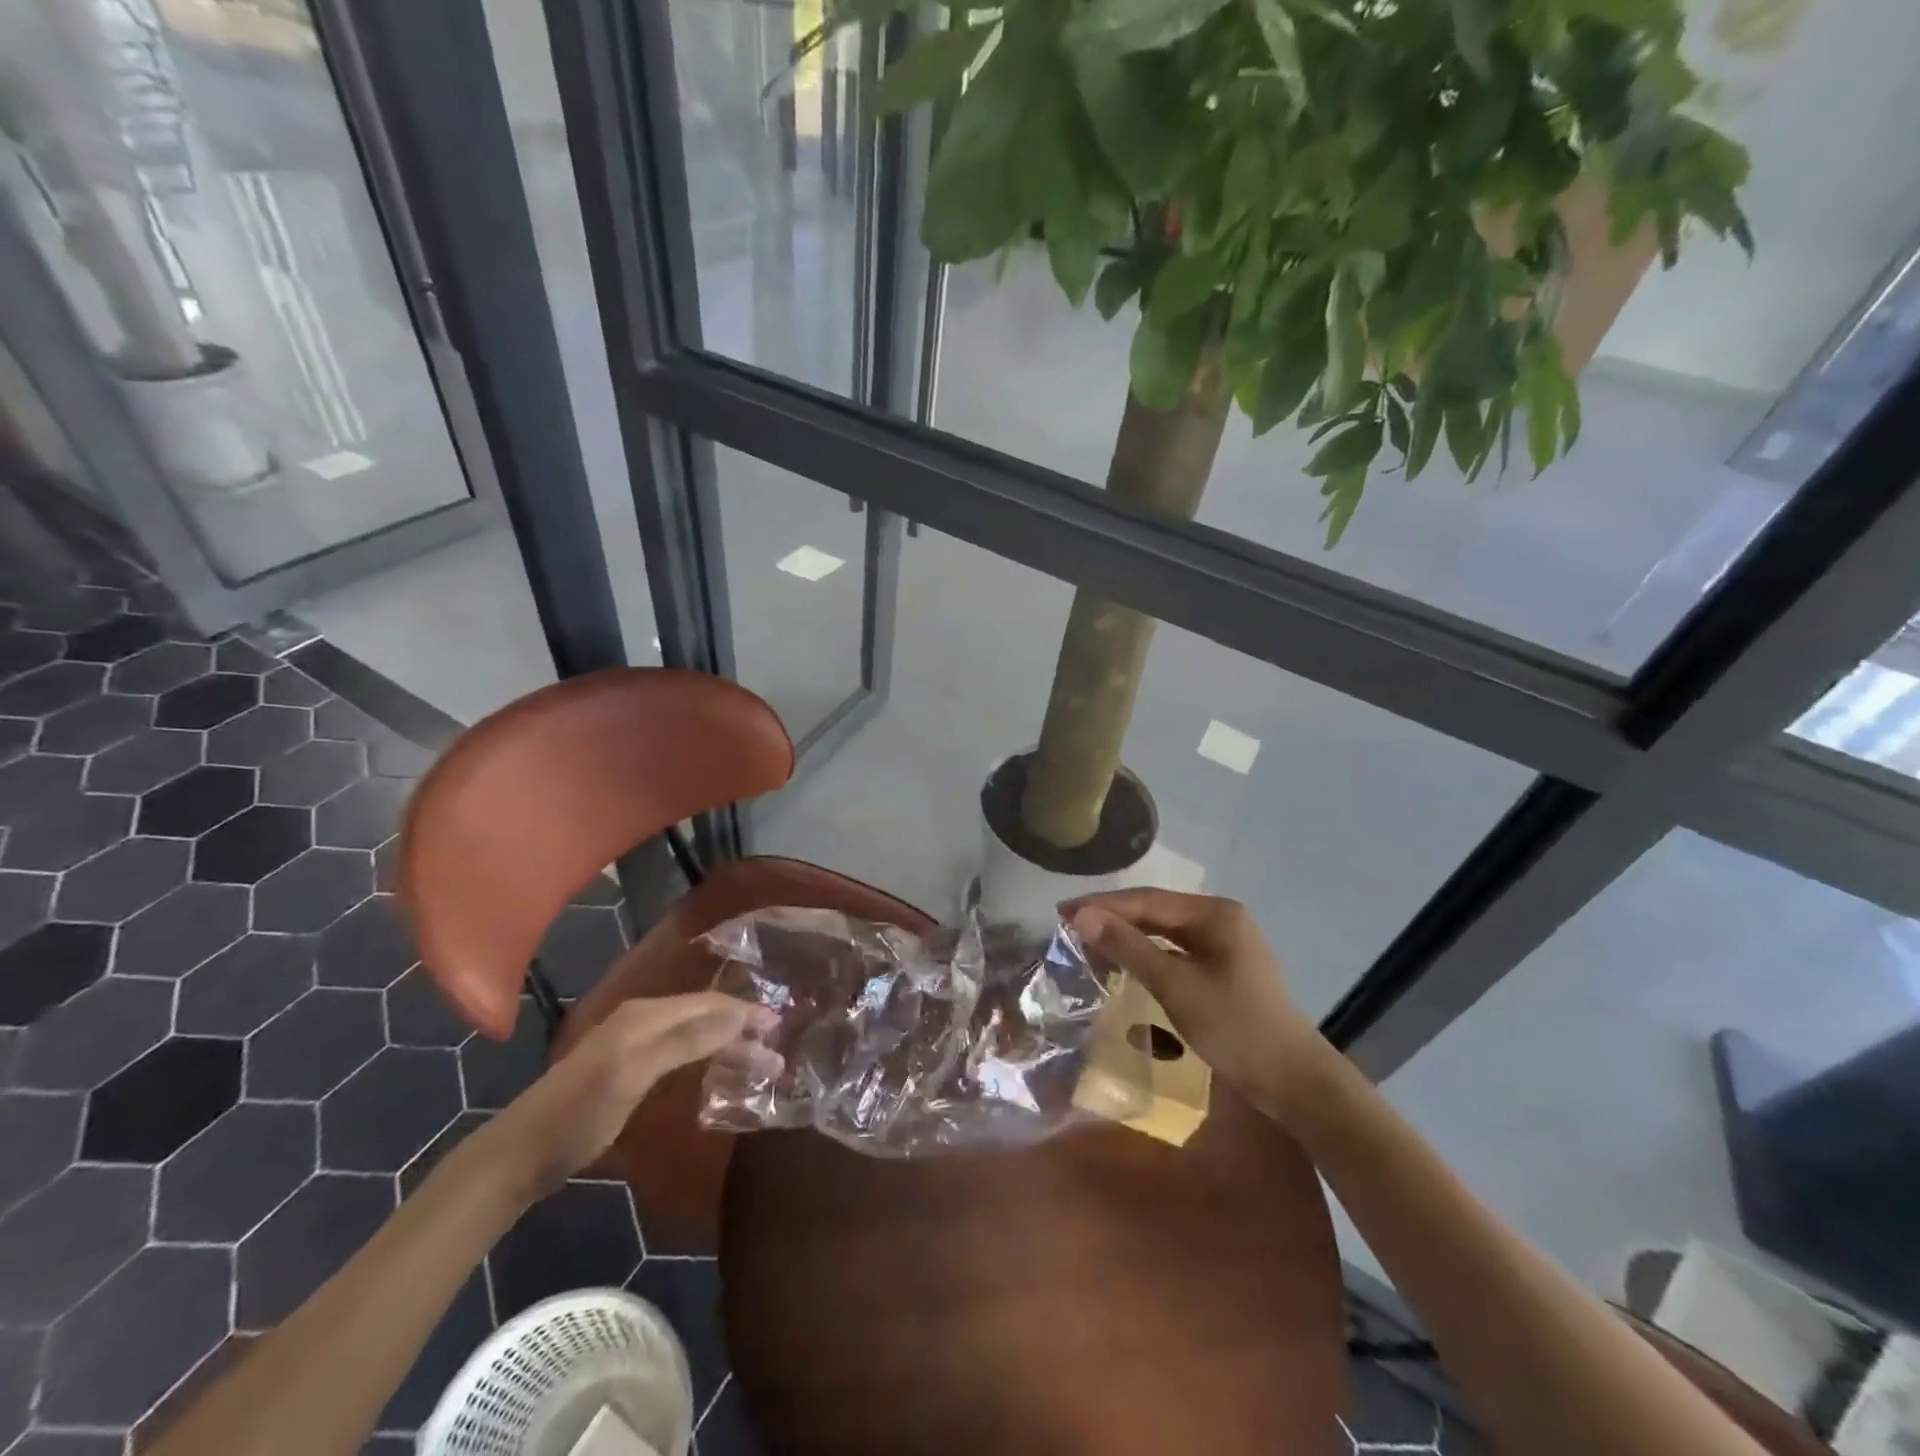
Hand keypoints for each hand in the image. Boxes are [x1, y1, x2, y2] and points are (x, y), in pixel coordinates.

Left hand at [479, 994, 780, 1198]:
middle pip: (704, 1015)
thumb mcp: (634, 1074)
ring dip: (727, 1044)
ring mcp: (633, 1043)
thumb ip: (686, 1040)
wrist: (519, 1155)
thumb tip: (738, 1011)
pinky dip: (705, 1056)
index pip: (710, 1003)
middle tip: (776, 1054)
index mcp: (646, 1014)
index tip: (781, 1028)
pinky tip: (716, 1070)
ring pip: (694, 1032)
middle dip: (741, 1029)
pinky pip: (679, 1049)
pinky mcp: (627, 1066)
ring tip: (757, 1063)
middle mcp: (643, 1019)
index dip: (746, 1013)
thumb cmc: (579, 1115)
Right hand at [1067, 890, 1338, 1123]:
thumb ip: (1128, 947)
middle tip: (1067, 925)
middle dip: (1112, 917)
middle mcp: (1220, 917)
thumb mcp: (1176, 985)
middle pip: (1155, 910)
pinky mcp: (1223, 965)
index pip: (1146, 900)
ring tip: (1087, 941)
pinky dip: (1146, 953)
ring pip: (1163, 930)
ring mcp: (1224, 942)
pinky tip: (1124, 961)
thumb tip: (1082, 916)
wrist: (1294, 1081)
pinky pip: (1175, 949)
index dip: (1102, 905)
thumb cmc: (1235, 1028)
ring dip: (1127, 935)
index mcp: (1214, 913)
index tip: (1062, 911)